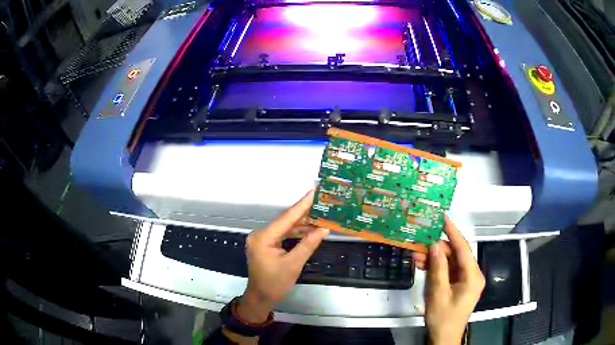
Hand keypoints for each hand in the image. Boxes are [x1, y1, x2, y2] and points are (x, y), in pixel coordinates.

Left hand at [237, 190, 328, 323]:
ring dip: (301, 223)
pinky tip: (309, 229)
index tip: (313, 192)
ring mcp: (262, 239)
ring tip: (320, 215)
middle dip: (304, 213)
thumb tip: (324, 229)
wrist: (261, 297)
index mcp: (263, 237)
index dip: (302, 205)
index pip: (286, 218)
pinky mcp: (266, 244)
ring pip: (285, 227)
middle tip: (321, 202)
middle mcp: (260, 234)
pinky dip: (296, 232)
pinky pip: (283, 234)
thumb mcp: (293, 264)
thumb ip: (308, 245)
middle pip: (285, 220)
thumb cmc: (275, 284)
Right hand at [412, 216, 484, 344]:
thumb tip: (434, 246)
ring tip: (416, 255)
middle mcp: (472, 275)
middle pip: (455, 254)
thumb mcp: (438, 293)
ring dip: (434, 258)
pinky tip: (422, 264)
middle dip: (437, 248)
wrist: (443, 337)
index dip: (453, 231)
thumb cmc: (443, 318)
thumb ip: (438, 268)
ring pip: (450, 261)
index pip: (463, 248)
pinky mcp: (458, 284)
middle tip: (420, 241)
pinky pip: (447, 270)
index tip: (443, 217)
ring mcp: (465, 280)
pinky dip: (436, 267)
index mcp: (473, 276)